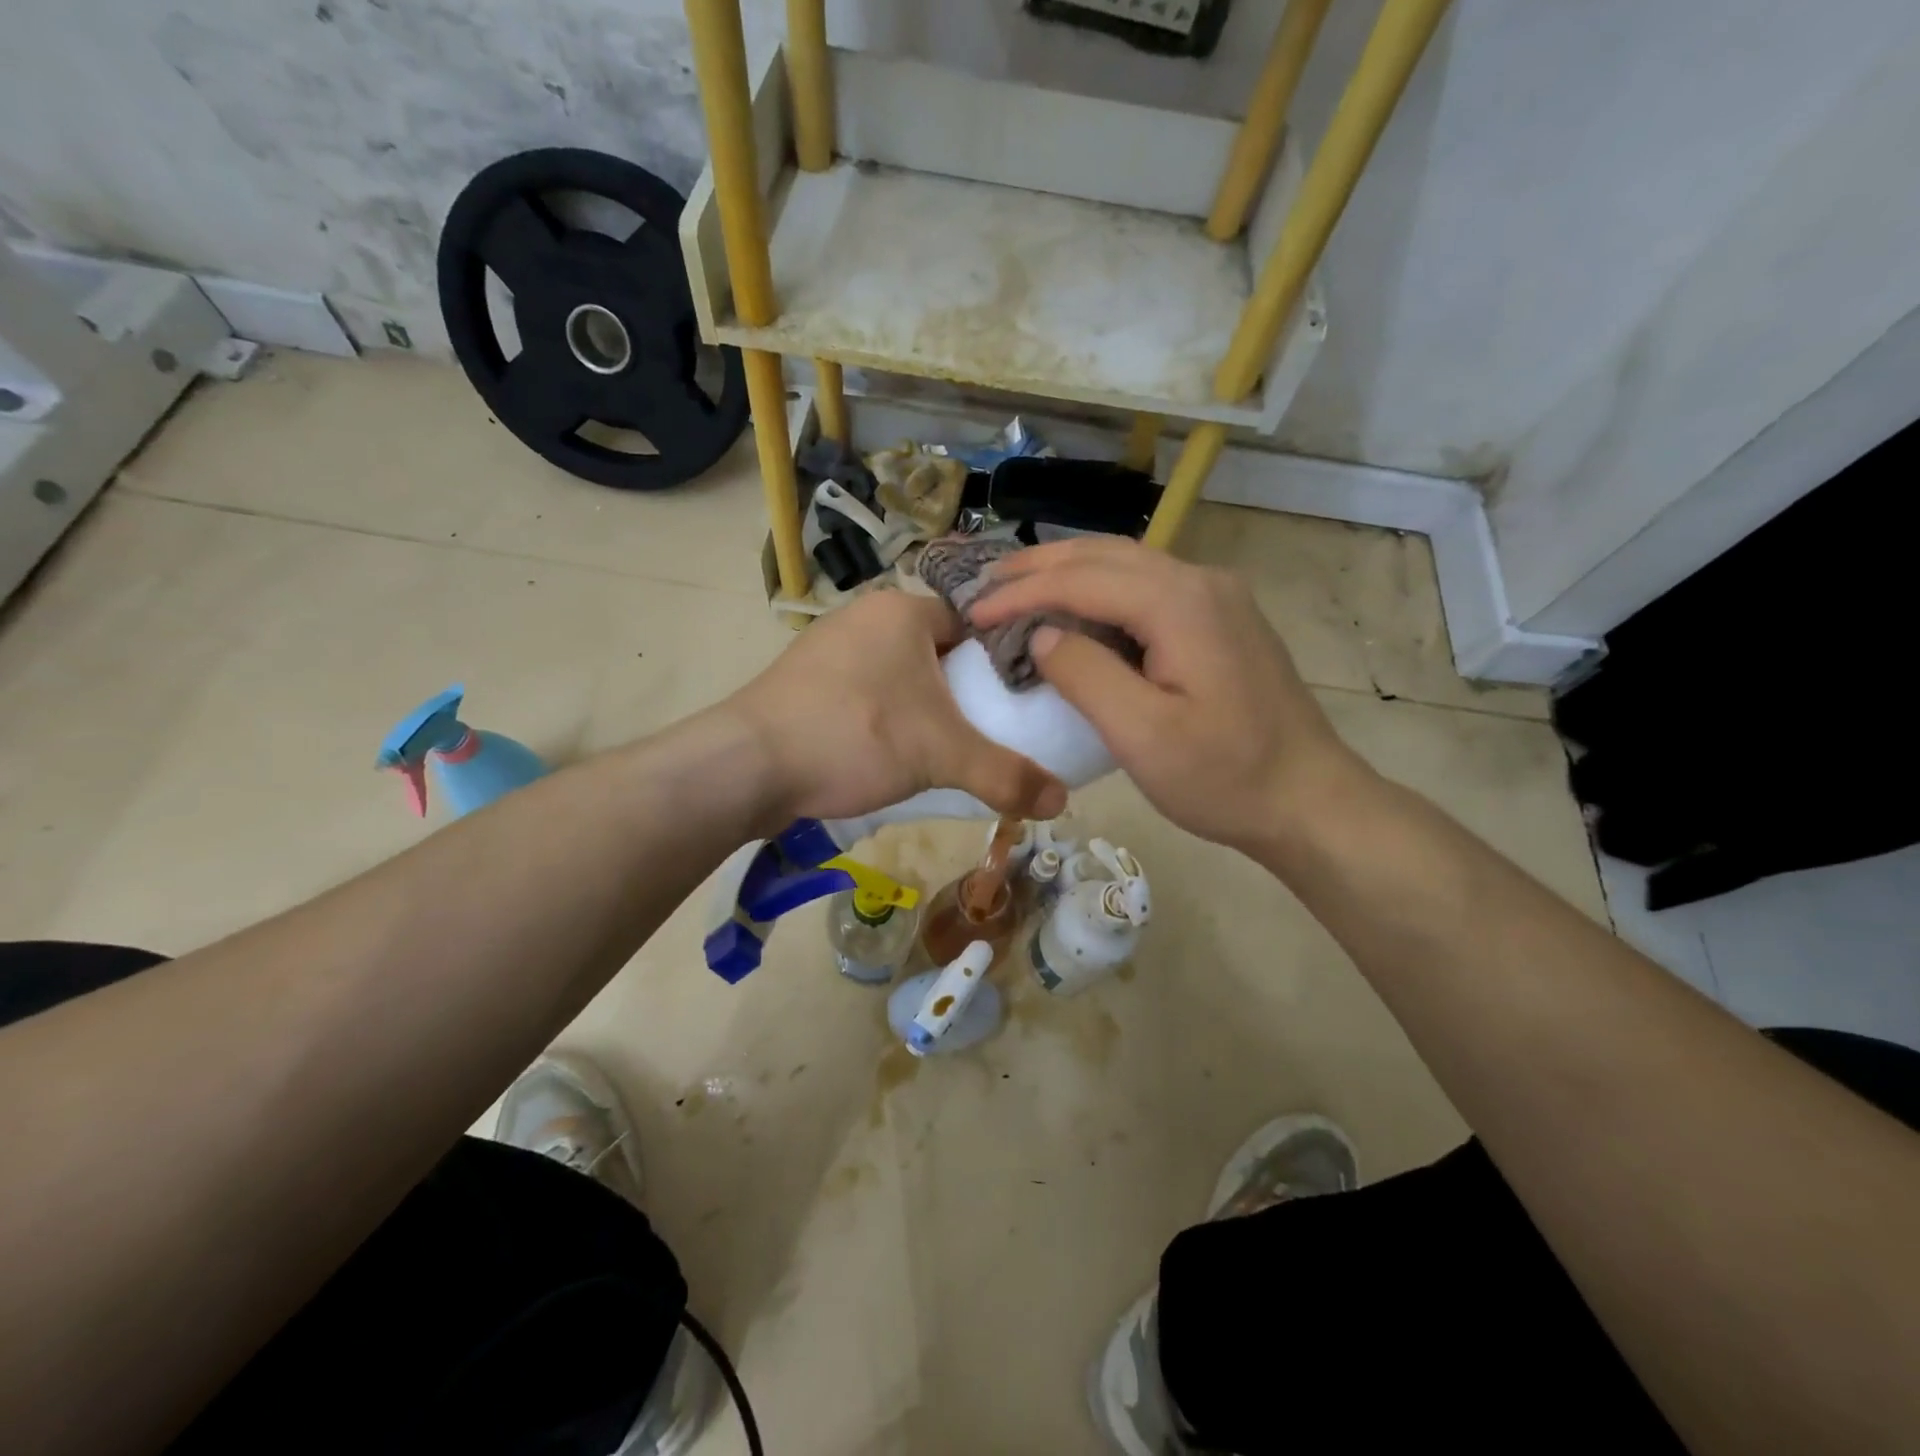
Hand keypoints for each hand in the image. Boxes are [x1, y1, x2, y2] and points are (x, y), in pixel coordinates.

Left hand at [726, 589, 1067, 827]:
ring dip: (923, 708)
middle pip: (937, 652)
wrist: (747, 765)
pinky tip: (892, 754)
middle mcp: (865, 617)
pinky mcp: (805, 683)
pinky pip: (865, 694)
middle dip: (963, 690)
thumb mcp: (941, 755)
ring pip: (899, 675)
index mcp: (902, 610)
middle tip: (990, 731)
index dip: (1001, 660)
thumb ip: (1006, 775)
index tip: (1022, 700)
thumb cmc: (855, 736)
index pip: (973, 623)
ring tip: (947, 749)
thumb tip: (1062, 803)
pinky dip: (885, 719)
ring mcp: (829, 649)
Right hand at [968, 536, 1365, 852]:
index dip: (1022, 593)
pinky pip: (1148, 586)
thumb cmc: (1224, 777)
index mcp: (1181, 603)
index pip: (1083, 580)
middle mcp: (1201, 582)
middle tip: (985, 584)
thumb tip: (1042, 634)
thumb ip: (1085, 675)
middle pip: (1105, 555)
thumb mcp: (1143, 735)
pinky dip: (1100, 589)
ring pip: (1128, 564)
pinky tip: (1078, 608)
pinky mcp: (1222, 619)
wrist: (1309, 799)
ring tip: (1019, 587)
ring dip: (1069, 571)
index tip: (973, 612)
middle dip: (1039, 567)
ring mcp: (1217, 597)